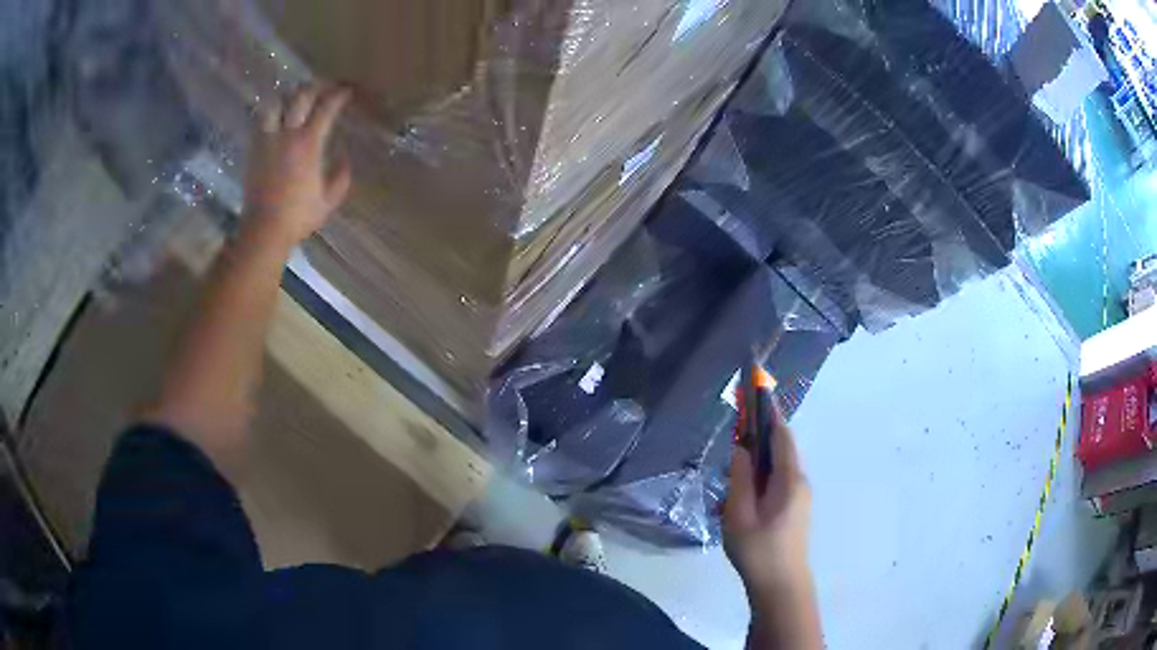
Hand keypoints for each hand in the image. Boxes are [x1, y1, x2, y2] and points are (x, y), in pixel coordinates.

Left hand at [244, 84, 352, 244]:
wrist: (264, 229)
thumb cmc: (298, 217)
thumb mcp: (329, 200)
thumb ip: (341, 176)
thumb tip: (345, 156)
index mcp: (309, 144)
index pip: (326, 108)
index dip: (339, 95)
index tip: (347, 92)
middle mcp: (288, 135)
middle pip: (301, 97)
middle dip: (316, 87)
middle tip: (325, 87)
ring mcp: (267, 140)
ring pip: (277, 103)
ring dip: (290, 96)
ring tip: (297, 98)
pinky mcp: (254, 149)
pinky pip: (262, 120)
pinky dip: (272, 111)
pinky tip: (278, 115)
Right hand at [724, 400, 812, 598]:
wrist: (781, 586)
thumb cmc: (759, 550)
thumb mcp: (740, 514)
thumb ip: (740, 478)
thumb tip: (741, 447)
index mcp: (790, 479)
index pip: (781, 435)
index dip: (768, 411)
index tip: (757, 388)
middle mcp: (799, 482)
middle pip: (780, 449)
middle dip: (758, 437)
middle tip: (734, 434)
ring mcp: (799, 498)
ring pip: (776, 469)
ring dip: (755, 464)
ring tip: (731, 478)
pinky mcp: (793, 511)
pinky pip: (776, 484)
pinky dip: (759, 480)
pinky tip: (740, 500)